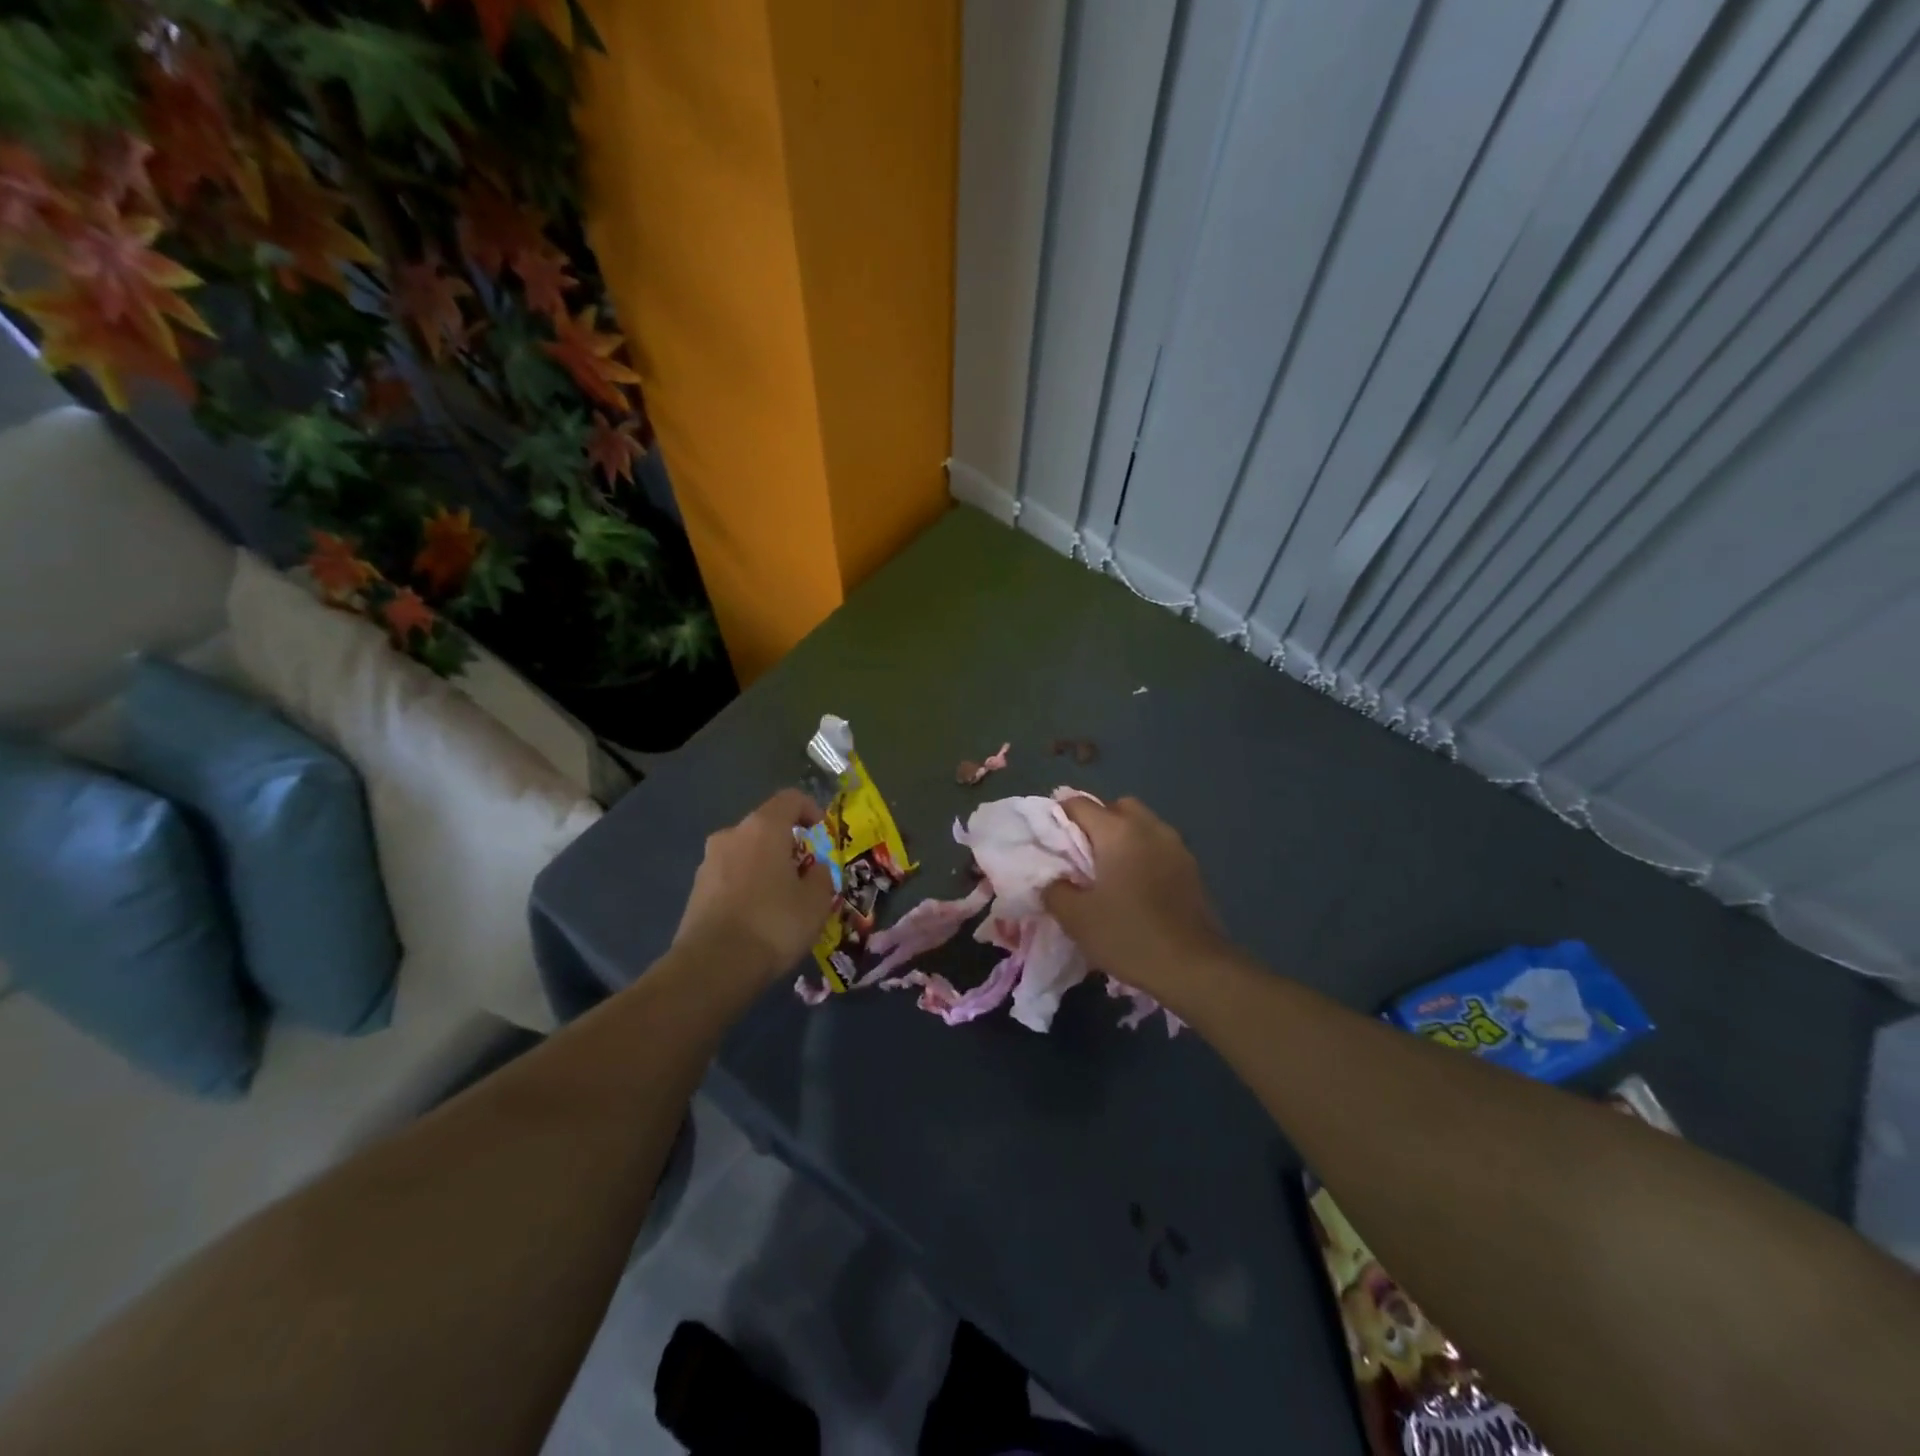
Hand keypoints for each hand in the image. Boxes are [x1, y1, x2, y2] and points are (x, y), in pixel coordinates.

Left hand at [672, 789, 834, 983]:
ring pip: (746, 853)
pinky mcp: (695, 890)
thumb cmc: (774, 923)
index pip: (790, 799)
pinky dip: (747, 886)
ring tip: (782, 899)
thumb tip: (813, 869)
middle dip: (788, 845)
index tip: (822, 833)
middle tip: (805, 874)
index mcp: (763, 827)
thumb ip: (820, 876)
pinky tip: (757, 917)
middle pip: (766, 827)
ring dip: (765, 867)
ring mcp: (708, 862)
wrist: (712, 967)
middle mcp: (731, 835)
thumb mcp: (816, 901)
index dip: (811, 810)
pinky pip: (730, 877)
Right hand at [1043, 796, 1229, 998]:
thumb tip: (1052, 879)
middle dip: (1096, 822)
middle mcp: (1148, 827)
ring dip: (1123, 837)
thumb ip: (1054, 890)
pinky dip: (1143, 854)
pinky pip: (1159, 845)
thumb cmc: (1129, 936)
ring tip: (1109, 871)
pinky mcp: (1191, 867)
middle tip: (1080, 854)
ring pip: (1141, 824)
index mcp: (1117, 831)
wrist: (1194, 967)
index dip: (1058, 815)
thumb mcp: (1076, 918)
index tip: (1048, 839)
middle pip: (1115, 806)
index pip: (1079, 804)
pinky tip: (1136, 886)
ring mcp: (1175, 845)